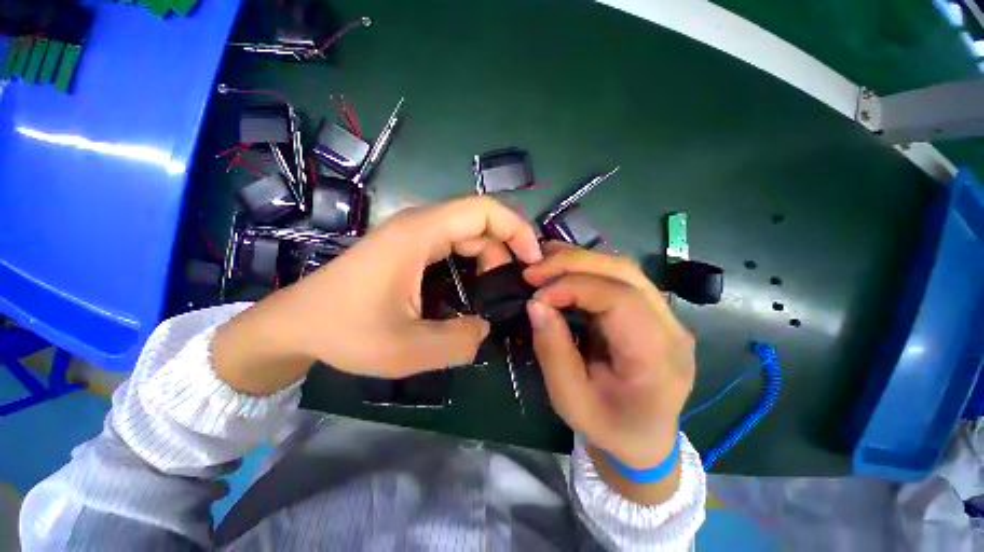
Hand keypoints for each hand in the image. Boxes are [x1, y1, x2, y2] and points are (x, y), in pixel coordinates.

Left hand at [213, 197, 541, 395]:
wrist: (296, 325)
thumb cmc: (344, 332)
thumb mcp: (406, 350)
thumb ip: (459, 342)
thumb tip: (486, 328)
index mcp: (419, 234)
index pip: (484, 210)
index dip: (517, 229)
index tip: (533, 262)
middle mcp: (419, 223)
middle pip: (480, 221)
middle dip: (506, 251)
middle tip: (512, 290)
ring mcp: (413, 233)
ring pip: (469, 233)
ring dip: (489, 259)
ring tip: (493, 293)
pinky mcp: (409, 247)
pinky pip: (454, 244)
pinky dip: (473, 262)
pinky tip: (474, 287)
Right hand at [524, 243, 694, 471]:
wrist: (644, 438)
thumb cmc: (609, 427)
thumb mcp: (570, 400)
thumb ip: (553, 351)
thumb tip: (535, 303)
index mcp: (658, 358)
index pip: (620, 299)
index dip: (573, 288)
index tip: (536, 295)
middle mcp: (671, 327)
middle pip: (625, 272)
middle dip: (573, 263)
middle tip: (533, 270)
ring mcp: (666, 314)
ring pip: (622, 267)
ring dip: (578, 259)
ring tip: (543, 263)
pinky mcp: (652, 309)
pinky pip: (619, 276)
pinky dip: (586, 267)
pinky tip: (561, 268)